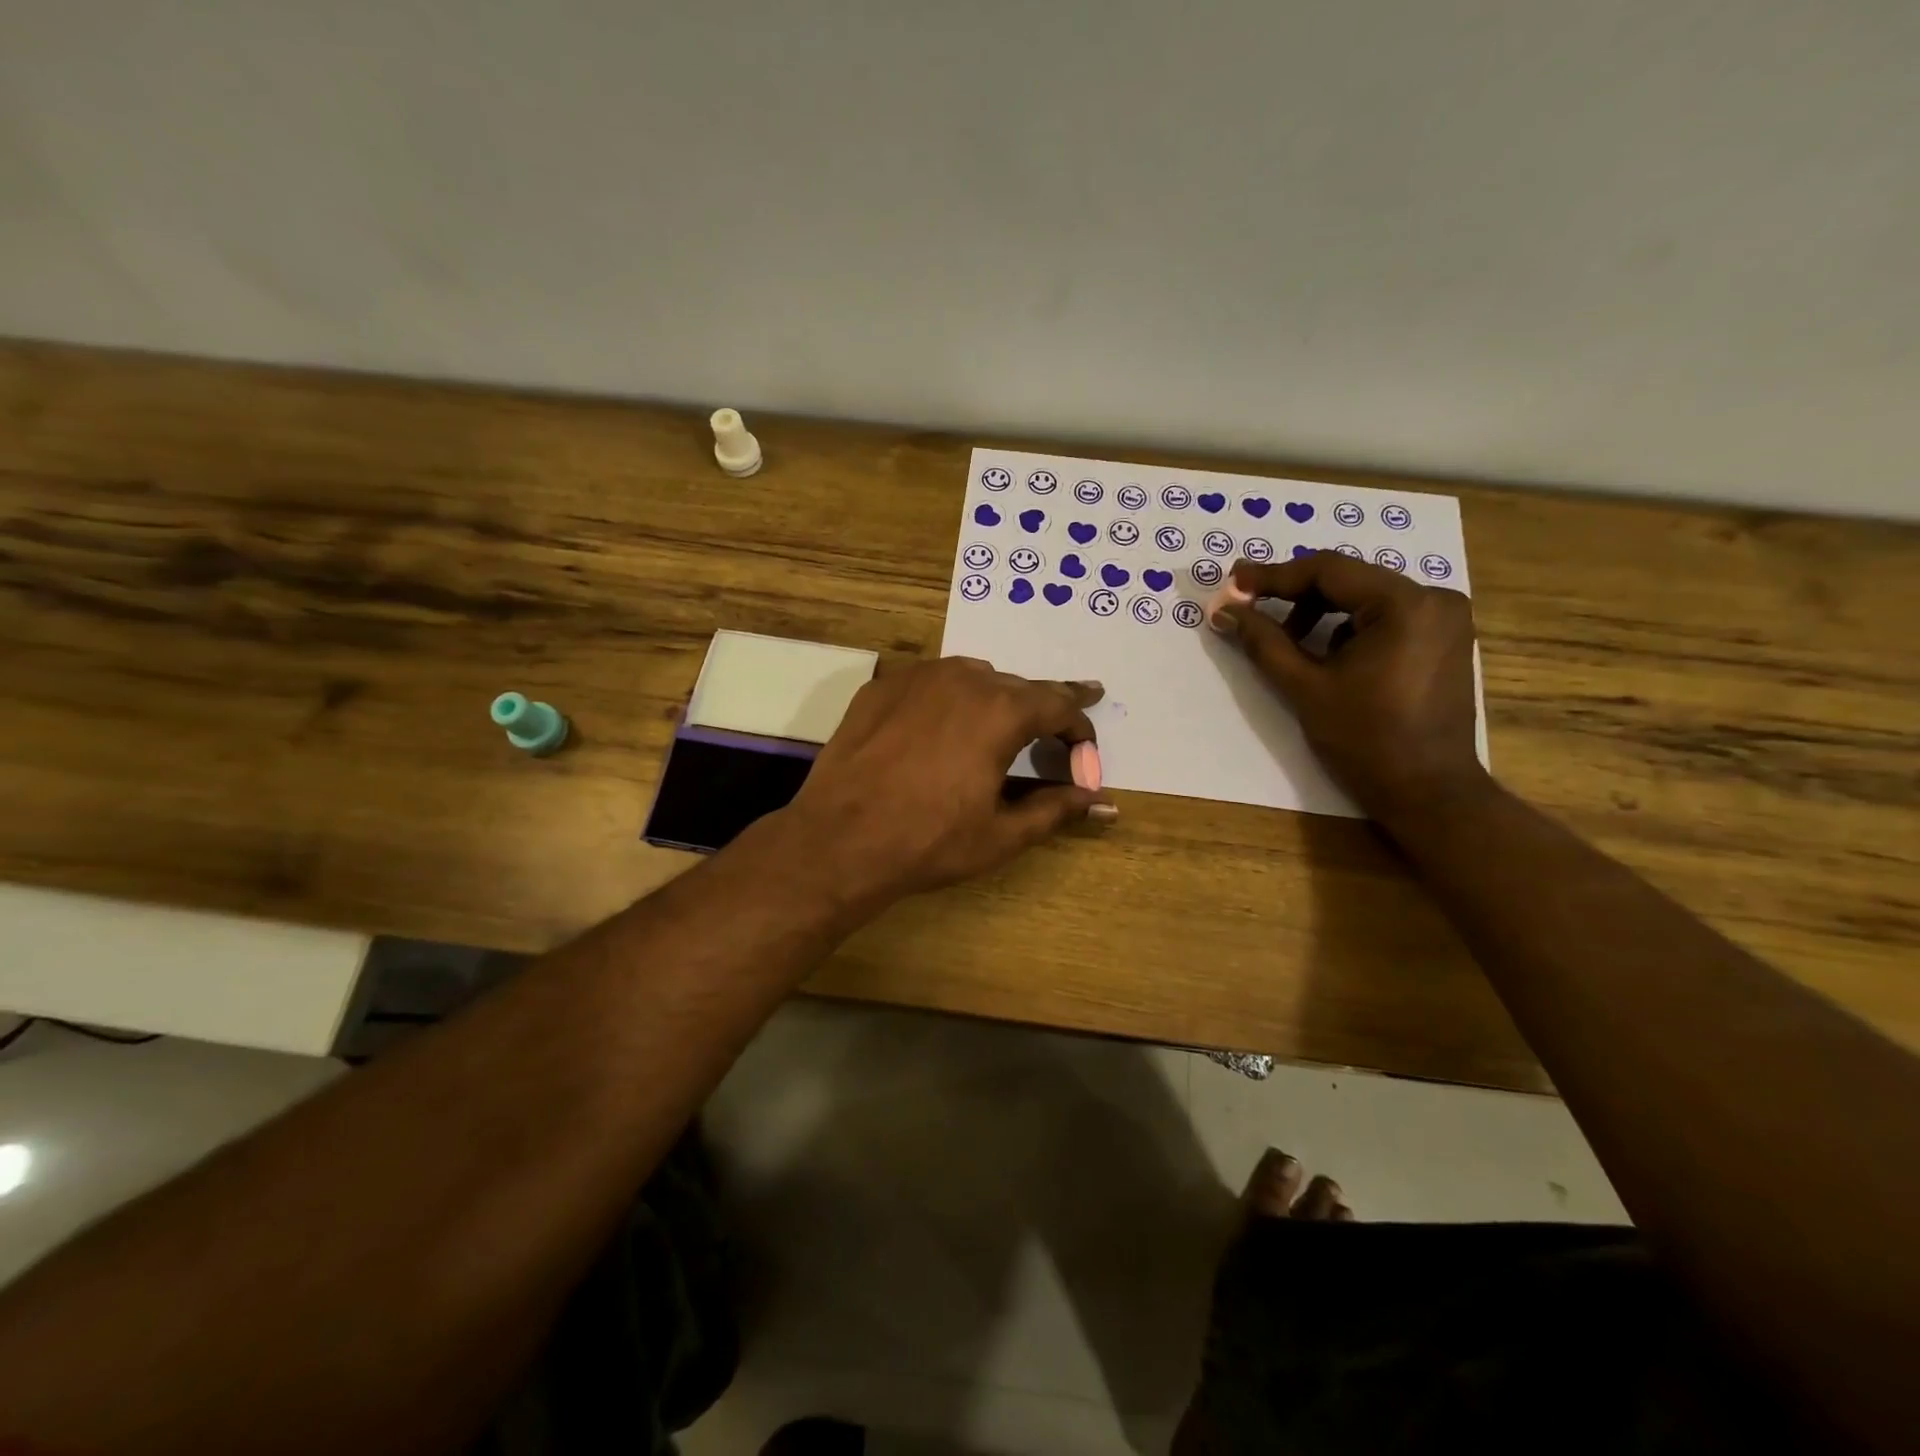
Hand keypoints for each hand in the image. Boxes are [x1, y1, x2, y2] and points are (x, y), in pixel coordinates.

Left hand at [774, 658, 1109, 908]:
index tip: (1086, 747)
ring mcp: (917, 677)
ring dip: (996, 699)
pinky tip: (942, 726)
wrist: (839, 840)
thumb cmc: (929, 842)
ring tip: (1000, 727)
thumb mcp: (1002, 833)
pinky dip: (949, 699)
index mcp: (1001, 711)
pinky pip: (931, 682)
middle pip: (1018, 687)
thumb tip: (1103, 804)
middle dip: (1042, 711)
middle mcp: (964, 679)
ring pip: (973, 677)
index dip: (1080, 727)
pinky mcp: (882, 687)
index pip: (1059, 704)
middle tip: (1055, 730)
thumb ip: (1056, 809)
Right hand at [1214, 552, 1488, 827]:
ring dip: (1320, 612)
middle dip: (1294, 594)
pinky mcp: (1444, 640)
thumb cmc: (1365, 740)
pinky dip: (1348, 627)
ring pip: (1365, 598)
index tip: (1232, 582)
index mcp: (1405, 604)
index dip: (1273, 575)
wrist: (1427, 792)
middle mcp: (1434, 599)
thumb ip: (1263, 642)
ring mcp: (1445, 619)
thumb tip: (1223, 611)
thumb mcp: (1305, 688)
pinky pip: (1385, 617)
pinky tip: (1327, 657)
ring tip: (1287, 642)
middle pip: (1348, 580)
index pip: (1328, 570)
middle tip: (1248, 606)